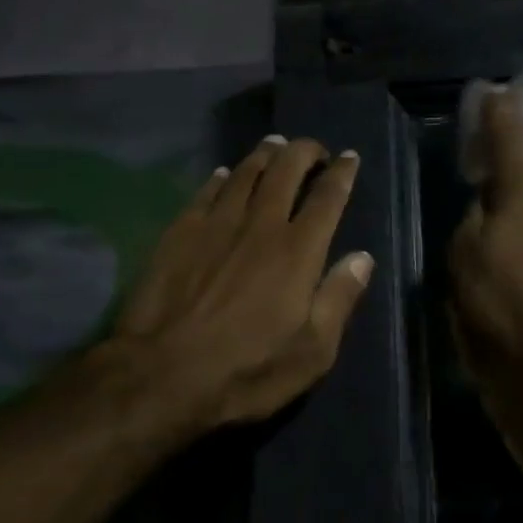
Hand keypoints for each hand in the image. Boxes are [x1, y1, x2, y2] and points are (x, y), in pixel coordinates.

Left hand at [101, 136, 373, 433]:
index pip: (327, 197)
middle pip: (286, 171)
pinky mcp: (180, 232)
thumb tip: (362, 258)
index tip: (350, 157)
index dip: (342, 173)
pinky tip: (225, 174)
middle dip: (304, 152)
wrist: (160, 376)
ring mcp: (216, 224)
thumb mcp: (312, 352)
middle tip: (314, 149)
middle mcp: (261, 225)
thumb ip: (339, 299)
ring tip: (275, 146)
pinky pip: (206, 191)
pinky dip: (222, 177)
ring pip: (246, 173)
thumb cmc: (246, 370)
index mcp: (298, 251)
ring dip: (265, 155)